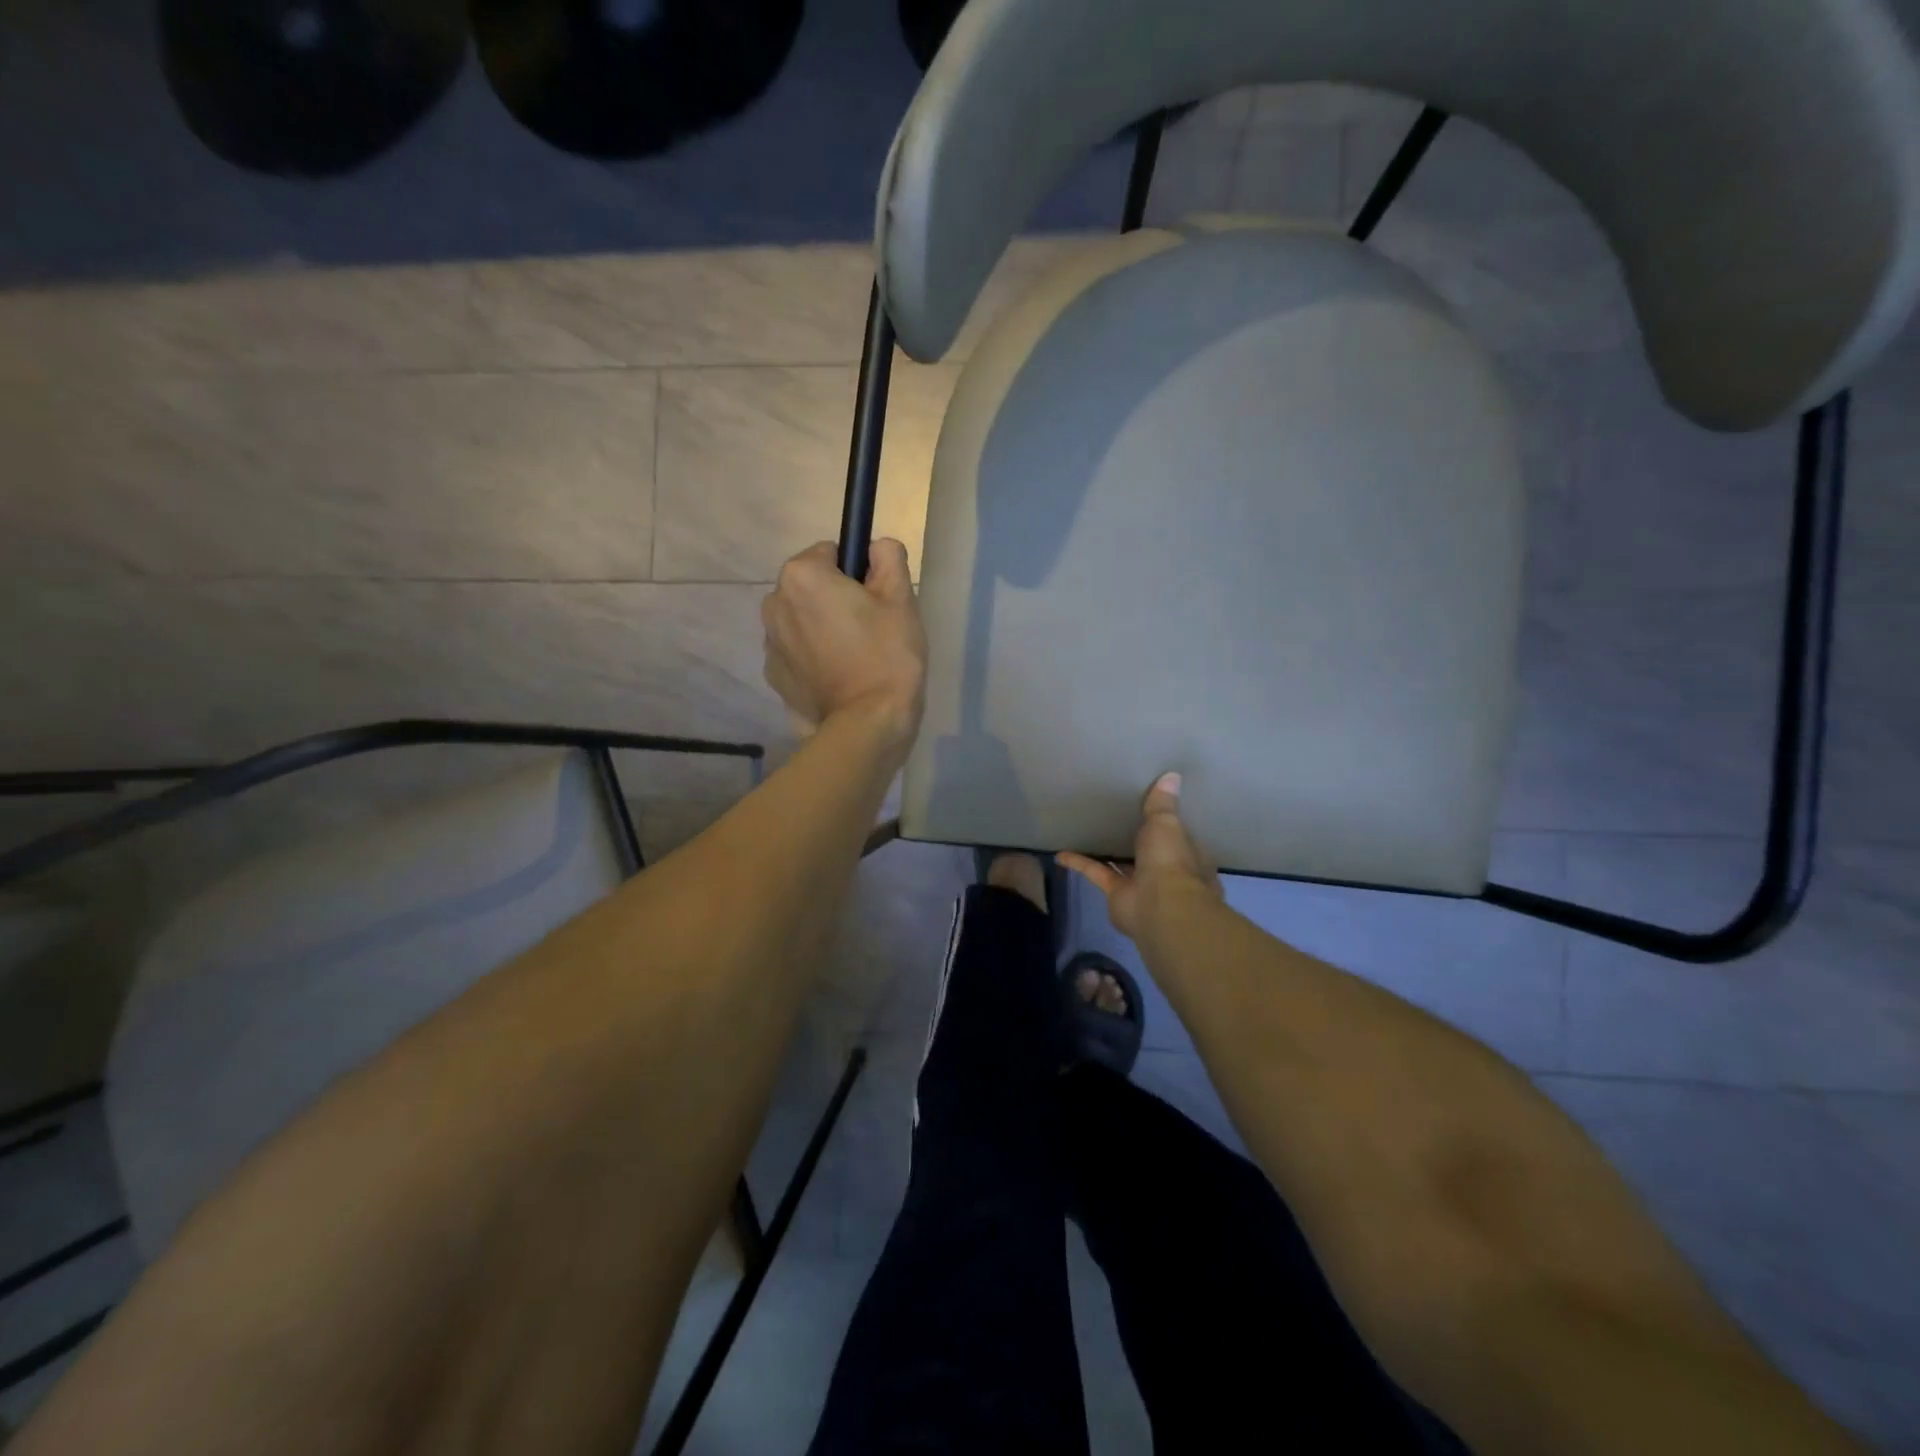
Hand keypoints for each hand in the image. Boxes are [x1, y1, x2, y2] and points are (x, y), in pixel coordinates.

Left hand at [762, 539, 927, 749]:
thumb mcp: (900, 597)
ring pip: (802, 620)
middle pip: (811, 587)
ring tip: (854, 658)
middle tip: (870, 630)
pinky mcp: (774, 676)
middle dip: (834, 599)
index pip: (830, 553)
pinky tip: (839, 679)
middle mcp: (774, 603)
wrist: (868, 723)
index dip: (857, 573)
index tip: (876, 600)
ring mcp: (769, 643)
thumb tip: (876, 547)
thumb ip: (887, 557)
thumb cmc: (886, 654)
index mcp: (801, 576)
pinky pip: (796, 652)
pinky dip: (813, 658)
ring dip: (821, 628)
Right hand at [1060, 773, 1220, 941]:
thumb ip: (1162, 803)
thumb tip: (1172, 775)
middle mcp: (1167, 872)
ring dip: (1108, 852)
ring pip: (1124, 864)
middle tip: (1119, 818)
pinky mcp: (1117, 895)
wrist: (1159, 907)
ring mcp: (1142, 886)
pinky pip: (1097, 873)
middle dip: (1139, 841)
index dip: (1168, 826)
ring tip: (1091, 832)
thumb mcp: (1166, 824)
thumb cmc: (1171, 861)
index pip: (1179, 837)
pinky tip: (1060, 853)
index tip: (1154, 810)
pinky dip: (1080, 863)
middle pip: (1151, 853)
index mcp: (1188, 855)